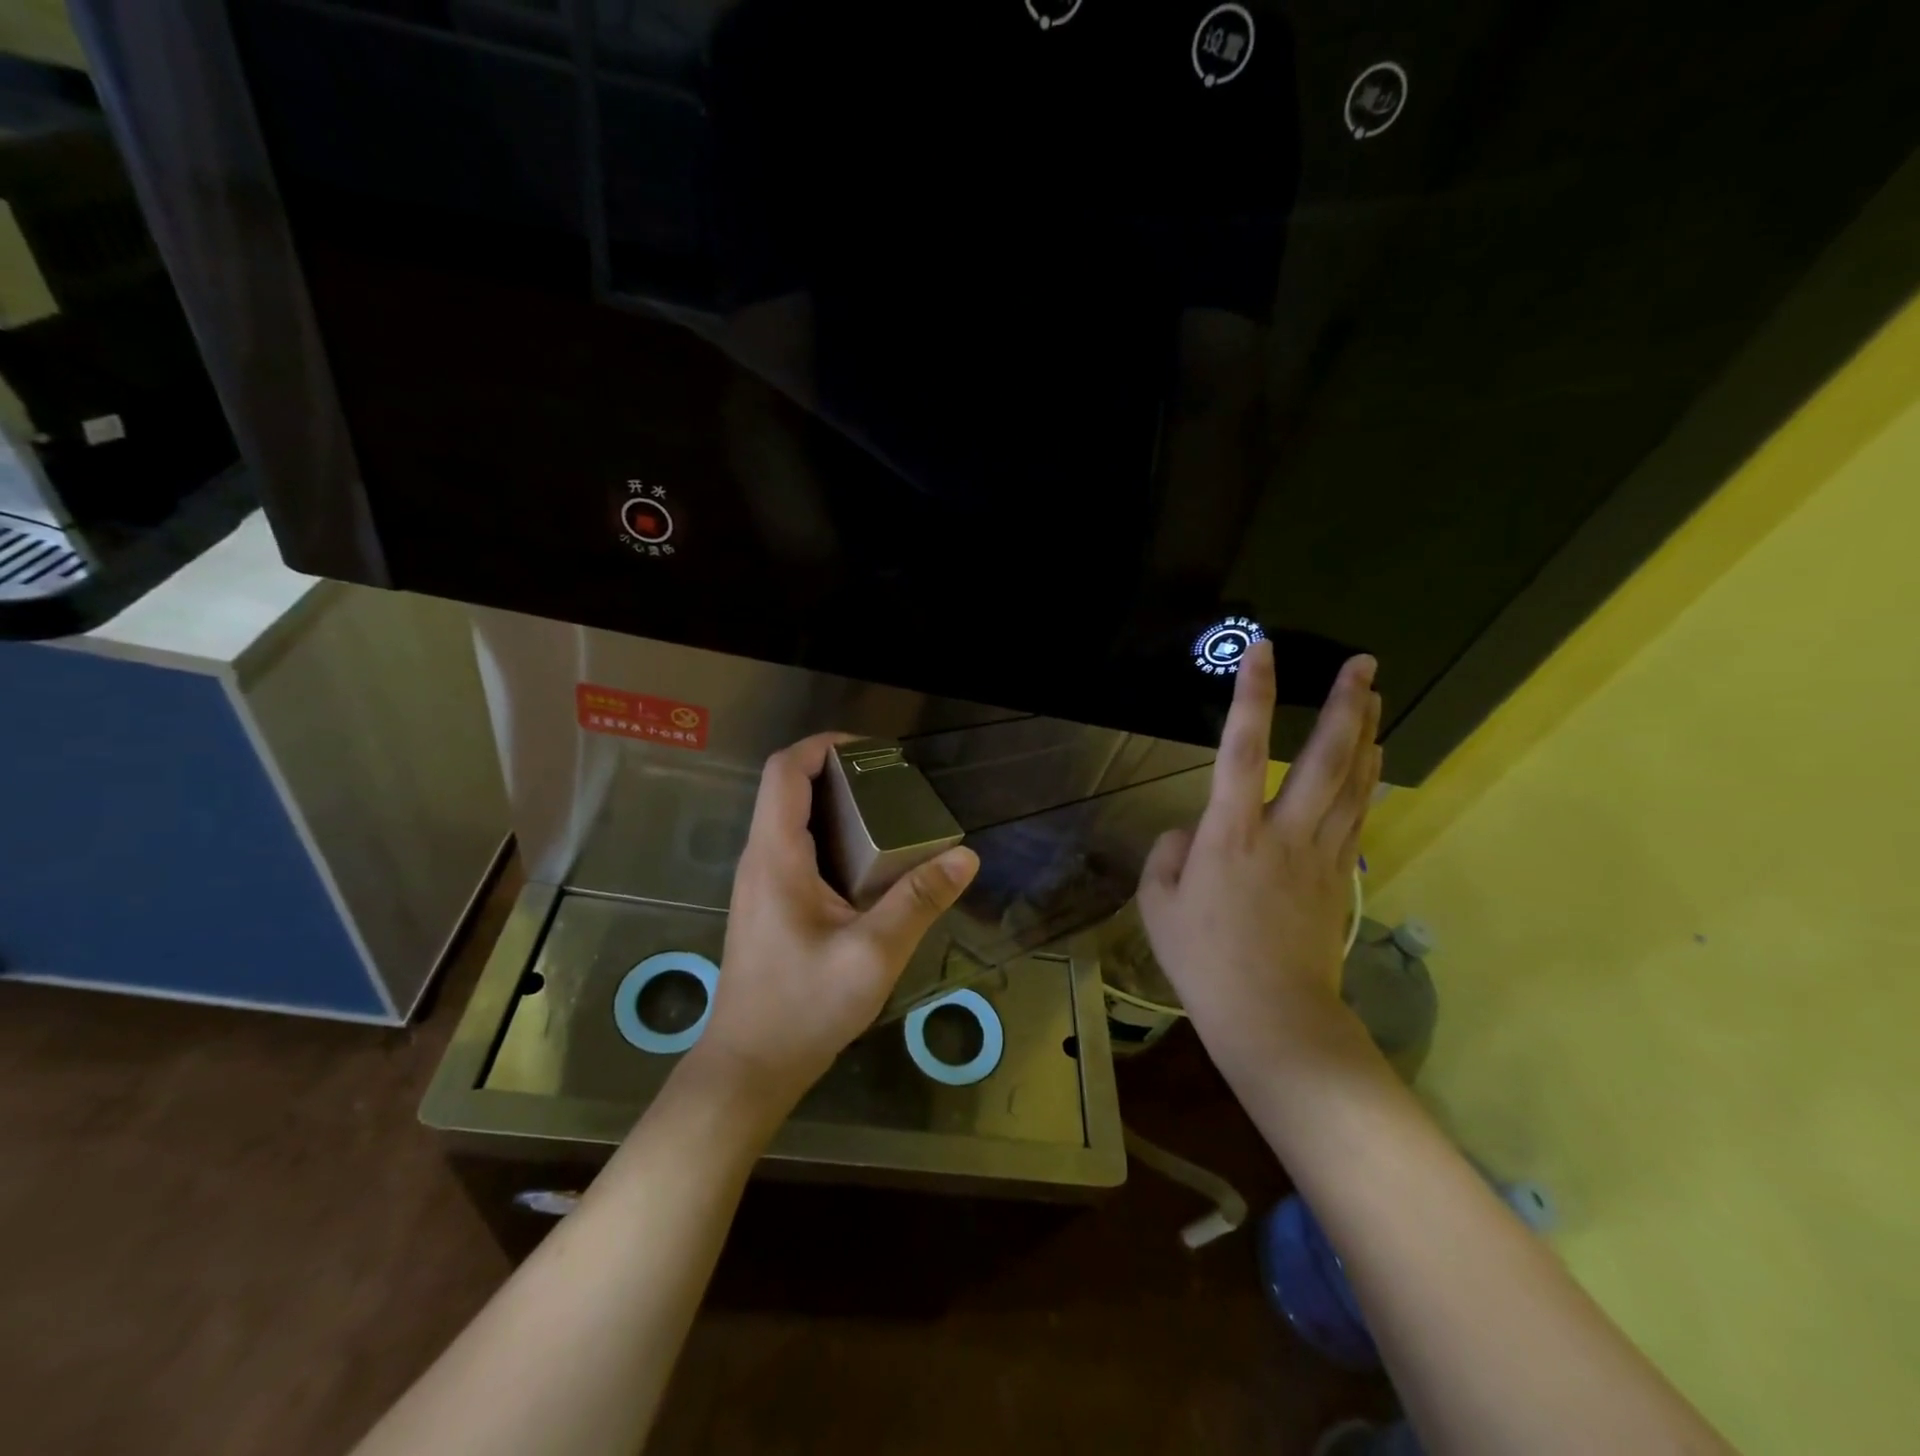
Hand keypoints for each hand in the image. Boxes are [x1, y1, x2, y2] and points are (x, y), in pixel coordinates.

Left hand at [684, 733, 980, 1123]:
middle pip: (789, 788)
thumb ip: (918, 901)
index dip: (824, 745)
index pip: (785, 771)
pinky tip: (870, 866)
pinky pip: (797, 849)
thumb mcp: (873, 954)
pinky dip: (833, 837)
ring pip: (792, 818)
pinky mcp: (768, 904)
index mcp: (776, 856)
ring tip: (890, 817)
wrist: (749, 1067)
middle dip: (840, 773)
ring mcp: (760, 883)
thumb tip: (965, 856)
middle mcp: (760, 859)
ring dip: (837, 806)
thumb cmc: (803, 1008)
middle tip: (894, 786)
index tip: (873, 752)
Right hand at [1137, 641, 1381, 1085]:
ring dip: (1365, 734)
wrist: (1271, 1016)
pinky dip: (1369, 779)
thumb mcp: (1159, 905)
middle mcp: (1282, 833)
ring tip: (1375, 694)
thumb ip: (1169, 856)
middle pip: (1324, 758)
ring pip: (1352, 782)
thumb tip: (1192, 835)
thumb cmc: (1203, 961)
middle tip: (1363, 663)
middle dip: (1344, 706)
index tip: (1263, 651)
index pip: (1242, 749)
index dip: (1252, 696)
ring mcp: (1320, 854)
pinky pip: (1358, 815)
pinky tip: (1376, 758)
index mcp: (1230, 834)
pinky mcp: (1340, 876)